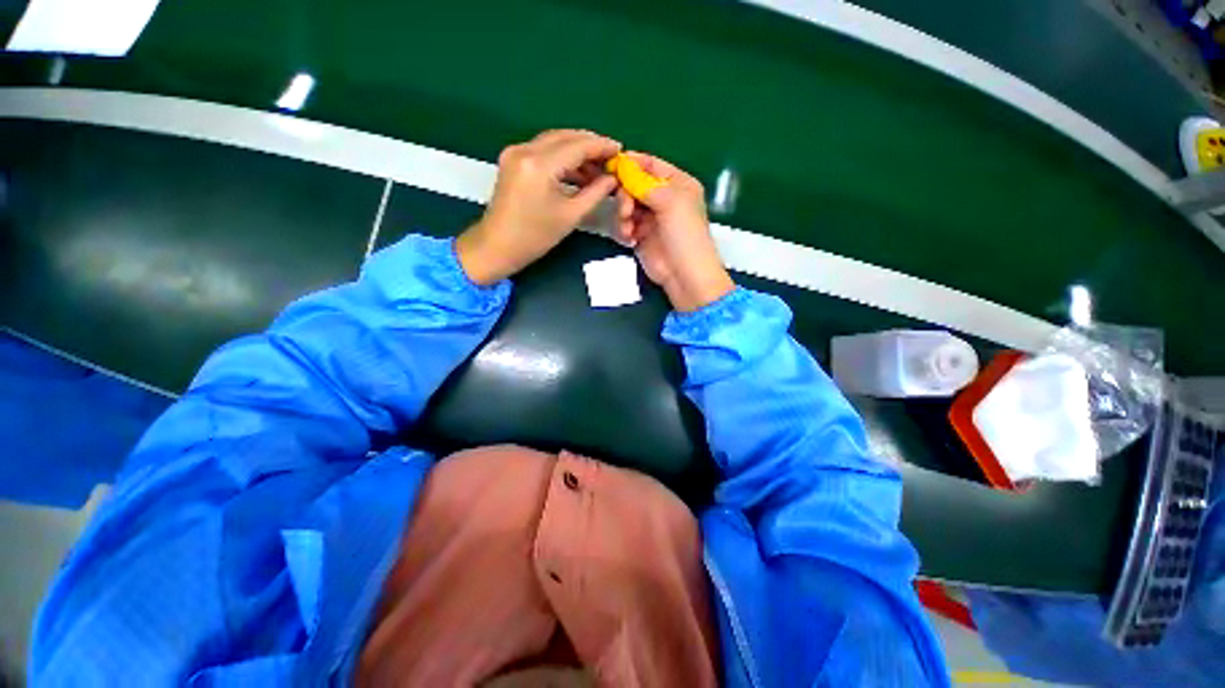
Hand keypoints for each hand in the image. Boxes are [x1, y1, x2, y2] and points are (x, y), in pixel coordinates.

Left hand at [456, 130, 620, 284]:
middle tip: (611, 159)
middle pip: (565, 137)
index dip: (602, 146)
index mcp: (539, 164)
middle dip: (590, 146)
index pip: (578, 145)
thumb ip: (595, 192)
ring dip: (577, 152)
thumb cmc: (535, 237)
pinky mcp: (512, 159)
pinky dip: (562, 158)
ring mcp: (515, 152)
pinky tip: (578, 172)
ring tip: (598, 169)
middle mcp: (525, 149)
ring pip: (554, 141)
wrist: (497, 246)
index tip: (620, 151)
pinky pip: (543, 151)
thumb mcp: (571, 215)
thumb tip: (612, 178)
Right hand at [615, 153, 734, 311]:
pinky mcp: (641, 235)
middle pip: (634, 184)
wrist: (683, 275)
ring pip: (626, 204)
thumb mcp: (670, 202)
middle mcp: (664, 198)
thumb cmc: (684, 235)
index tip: (612, 166)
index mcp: (677, 184)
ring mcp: (651, 218)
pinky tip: (629, 239)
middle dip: (626, 195)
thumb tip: (623, 165)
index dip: (632, 164)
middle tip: (626, 210)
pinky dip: (623, 229)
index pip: (651, 165)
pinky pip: (624, 224)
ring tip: (628, 229)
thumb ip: (645, 183)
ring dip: (623, 214)